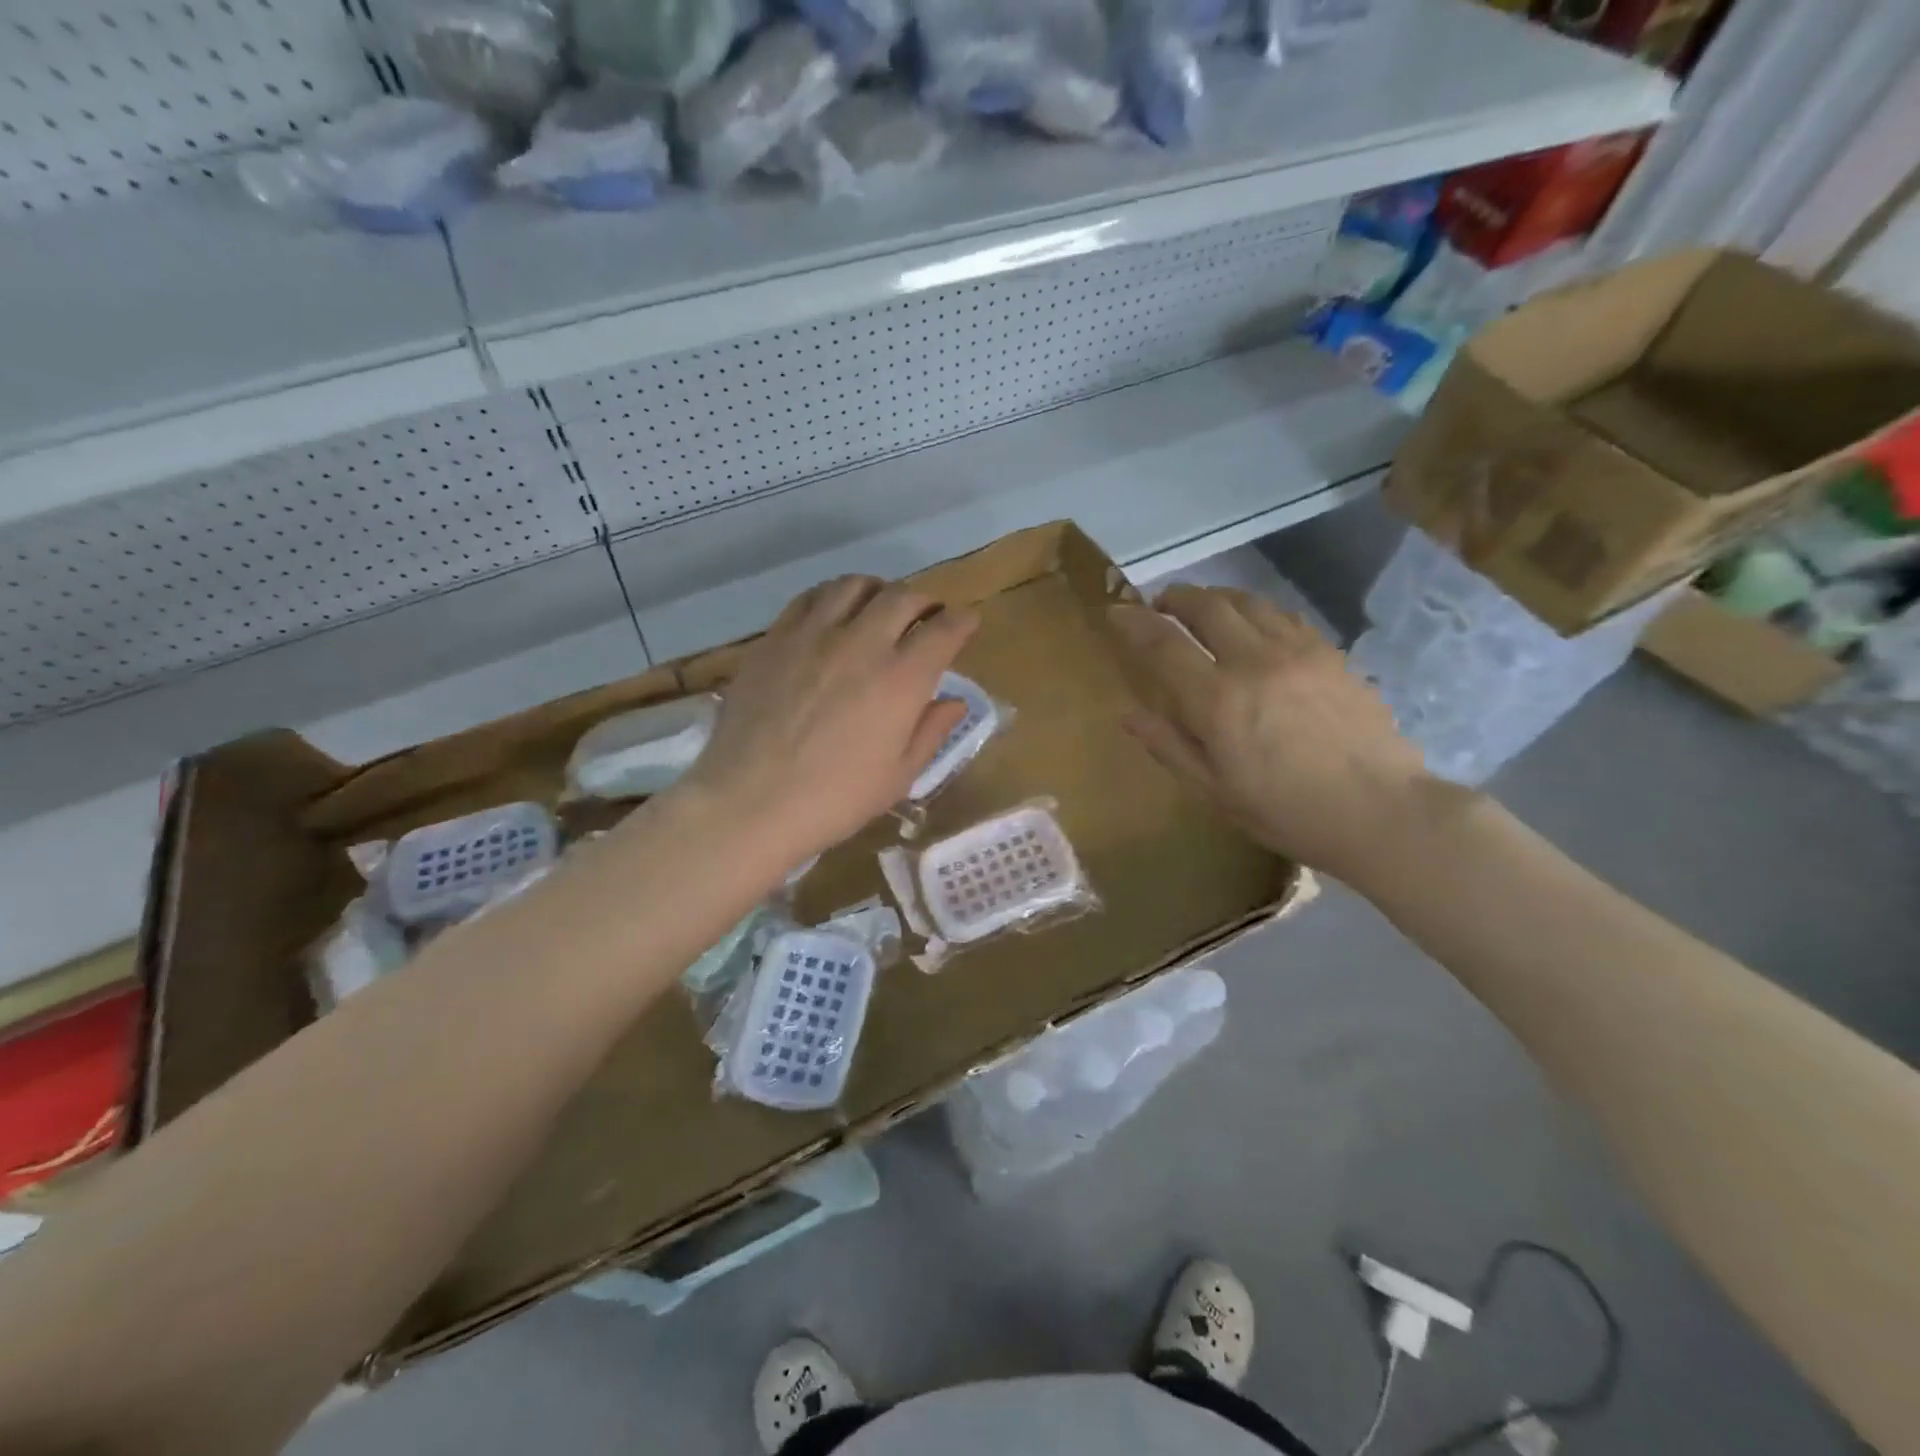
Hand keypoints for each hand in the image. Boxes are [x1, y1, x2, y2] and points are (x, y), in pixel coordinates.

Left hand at [678, 575, 978, 866]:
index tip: (966, 624)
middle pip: (902, 597)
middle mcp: (862, 643)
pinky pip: (810, 598)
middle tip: (927, 617)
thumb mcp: (898, 776)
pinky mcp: (775, 638)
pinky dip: (832, 596)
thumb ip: (931, 731)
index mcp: (901, 679)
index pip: (944, 629)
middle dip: (924, 602)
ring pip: (854, 586)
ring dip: (878, 591)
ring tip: (879, 608)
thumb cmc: (834, 799)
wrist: (750, 802)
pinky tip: (832, 614)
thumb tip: (955, 702)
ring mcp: (813, 635)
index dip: (962, 622)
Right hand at [1109, 585, 1431, 881]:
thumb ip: (1169, 746)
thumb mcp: (1214, 792)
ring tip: (1201, 606)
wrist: (1380, 811)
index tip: (1116, 613)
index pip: (1162, 644)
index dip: (1133, 623)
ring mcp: (1296, 651)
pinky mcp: (1329, 652)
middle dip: (1175, 597)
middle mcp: (1253, 662)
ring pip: (1246, 602)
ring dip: (1214, 596)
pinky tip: (1251, 623)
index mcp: (1217, 701)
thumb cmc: (1286, 812)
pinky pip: (1282, 615)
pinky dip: (1254, 609)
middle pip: (1206, 606)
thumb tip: (1128, 714)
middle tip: (1160, 604)